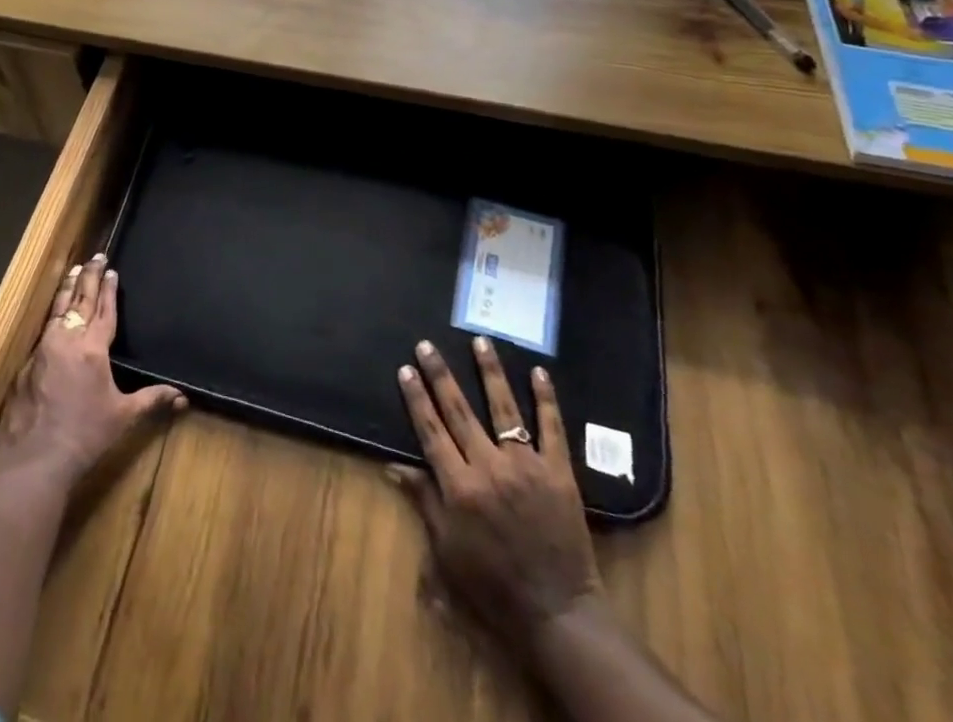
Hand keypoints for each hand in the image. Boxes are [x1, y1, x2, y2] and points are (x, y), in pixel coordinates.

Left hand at [0, 252, 184, 488]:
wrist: (34, 461)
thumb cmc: (84, 436)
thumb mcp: (123, 417)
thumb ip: (151, 400)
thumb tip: (183, 397)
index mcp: (93, 348)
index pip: (104, 309)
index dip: (109, 289)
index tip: (111, 269)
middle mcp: (67, 340)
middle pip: (80, 300)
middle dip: (89, 276)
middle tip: (95, 256)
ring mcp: (43, 350)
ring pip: (57, 310)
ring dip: (67, 289)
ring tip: (73, 271)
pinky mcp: (25, 365)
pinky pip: (43, 332)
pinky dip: (52, 317)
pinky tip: (53, 317)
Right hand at [391, 338, 602, 647]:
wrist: (557, 612)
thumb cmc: (493, 585)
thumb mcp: (448, 550)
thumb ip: (424, 501)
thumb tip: (393, 466)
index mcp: (459, 487)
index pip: (431, 430)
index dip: (416, 398)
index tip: (405, 369)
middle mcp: (489, 467)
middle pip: (459, 411)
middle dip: (440, 375)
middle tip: (427, 345)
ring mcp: (526, 466)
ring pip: (504, 408)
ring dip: (489, 372)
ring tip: (480, 340)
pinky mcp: (559, 472)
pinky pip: (552, 428)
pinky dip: (546, 398)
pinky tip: (538, 372)